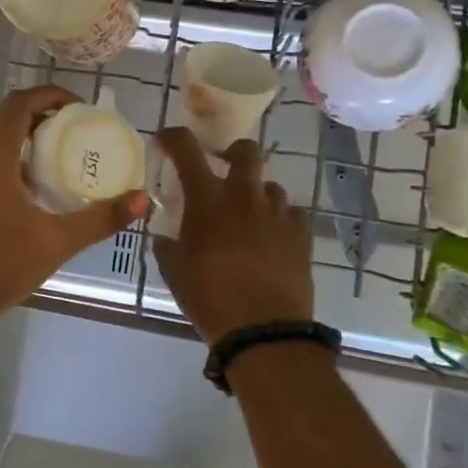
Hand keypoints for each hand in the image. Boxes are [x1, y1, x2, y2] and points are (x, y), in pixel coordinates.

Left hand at [0, 86, 148, 337]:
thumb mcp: (56, 241)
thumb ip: (100, 218)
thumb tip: (142, 199)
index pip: (20, 103)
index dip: (50, 95)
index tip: (80, 107)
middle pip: (4, 116)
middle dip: (38, 113)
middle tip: (72, 129)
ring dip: (21, 136)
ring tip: (58, 155)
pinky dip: (9, 158)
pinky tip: (32, 188)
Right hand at [151, 128, 313, 345]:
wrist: (264, 330)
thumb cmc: (209, 297)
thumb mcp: (174, 271)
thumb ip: (167, 245)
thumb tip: (165, 236)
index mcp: (208, 199)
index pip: (186, 149)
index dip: (173, 137)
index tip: (165, 141)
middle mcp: (244, 195)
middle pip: (245, 150)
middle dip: (232, 152)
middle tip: (222, 167)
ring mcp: (277, 213)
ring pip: (268, 185)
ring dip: (255, 193)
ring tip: (246, 216)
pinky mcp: (301, 234)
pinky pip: (288, 213)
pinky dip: (276, 218)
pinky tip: (269, 238)